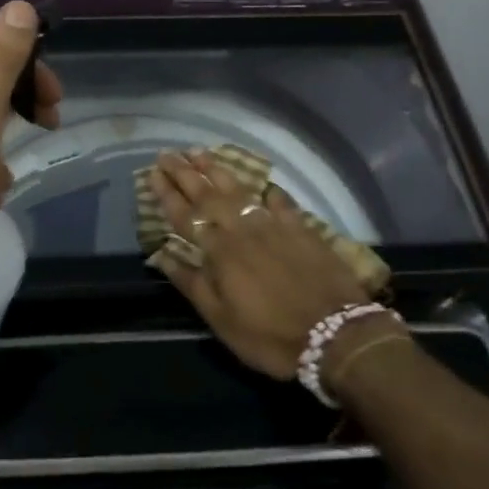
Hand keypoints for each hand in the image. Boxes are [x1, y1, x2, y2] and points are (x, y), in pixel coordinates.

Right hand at [147, 149, 370, 378]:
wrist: (336, 335)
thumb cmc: (270, 335)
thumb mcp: (222, 320)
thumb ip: (192, 283)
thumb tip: (162, 255)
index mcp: (219, 251)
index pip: (186, 215)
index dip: (167, 193)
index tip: (152, 173)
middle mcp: (243, 229)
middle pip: (208, 195)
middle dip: (185, 172)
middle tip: (168, 153)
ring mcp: (274, 225)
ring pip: (240, 190)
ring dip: (217, 170)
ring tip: (200, 152)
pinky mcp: (301, 228)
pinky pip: (281, 202)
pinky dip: (269, 191)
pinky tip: (263, 184)